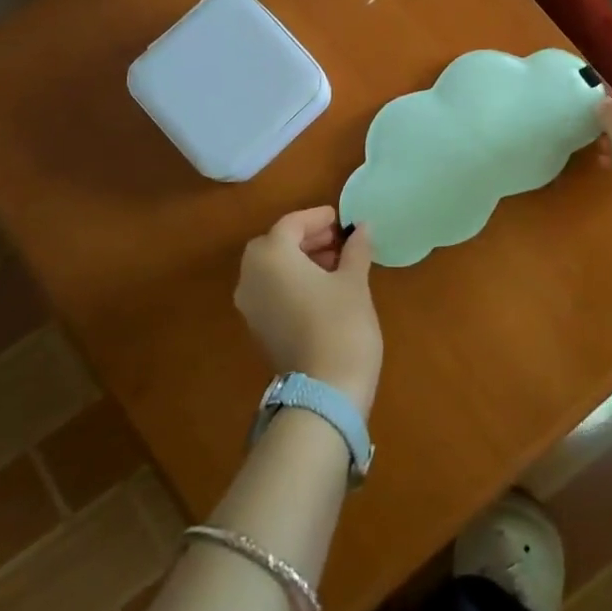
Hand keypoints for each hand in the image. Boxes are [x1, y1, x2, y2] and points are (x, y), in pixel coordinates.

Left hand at [236, 207, 381, 414]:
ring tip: (336, 264)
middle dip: (305, 238)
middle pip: (275, 245)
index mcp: (271, 257)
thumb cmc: (341, 324)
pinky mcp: (258, 328)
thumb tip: (361, 228)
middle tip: (338, 240)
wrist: (325, 392)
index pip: (290, 225)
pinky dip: (291, 281)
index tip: (340, 219)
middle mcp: (251, 277)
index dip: (316, 218)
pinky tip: (322, 288)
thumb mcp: (354, 281)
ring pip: (271, 269)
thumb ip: (355, 249)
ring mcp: (250, 306)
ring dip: (299, 260)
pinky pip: (271, 290)